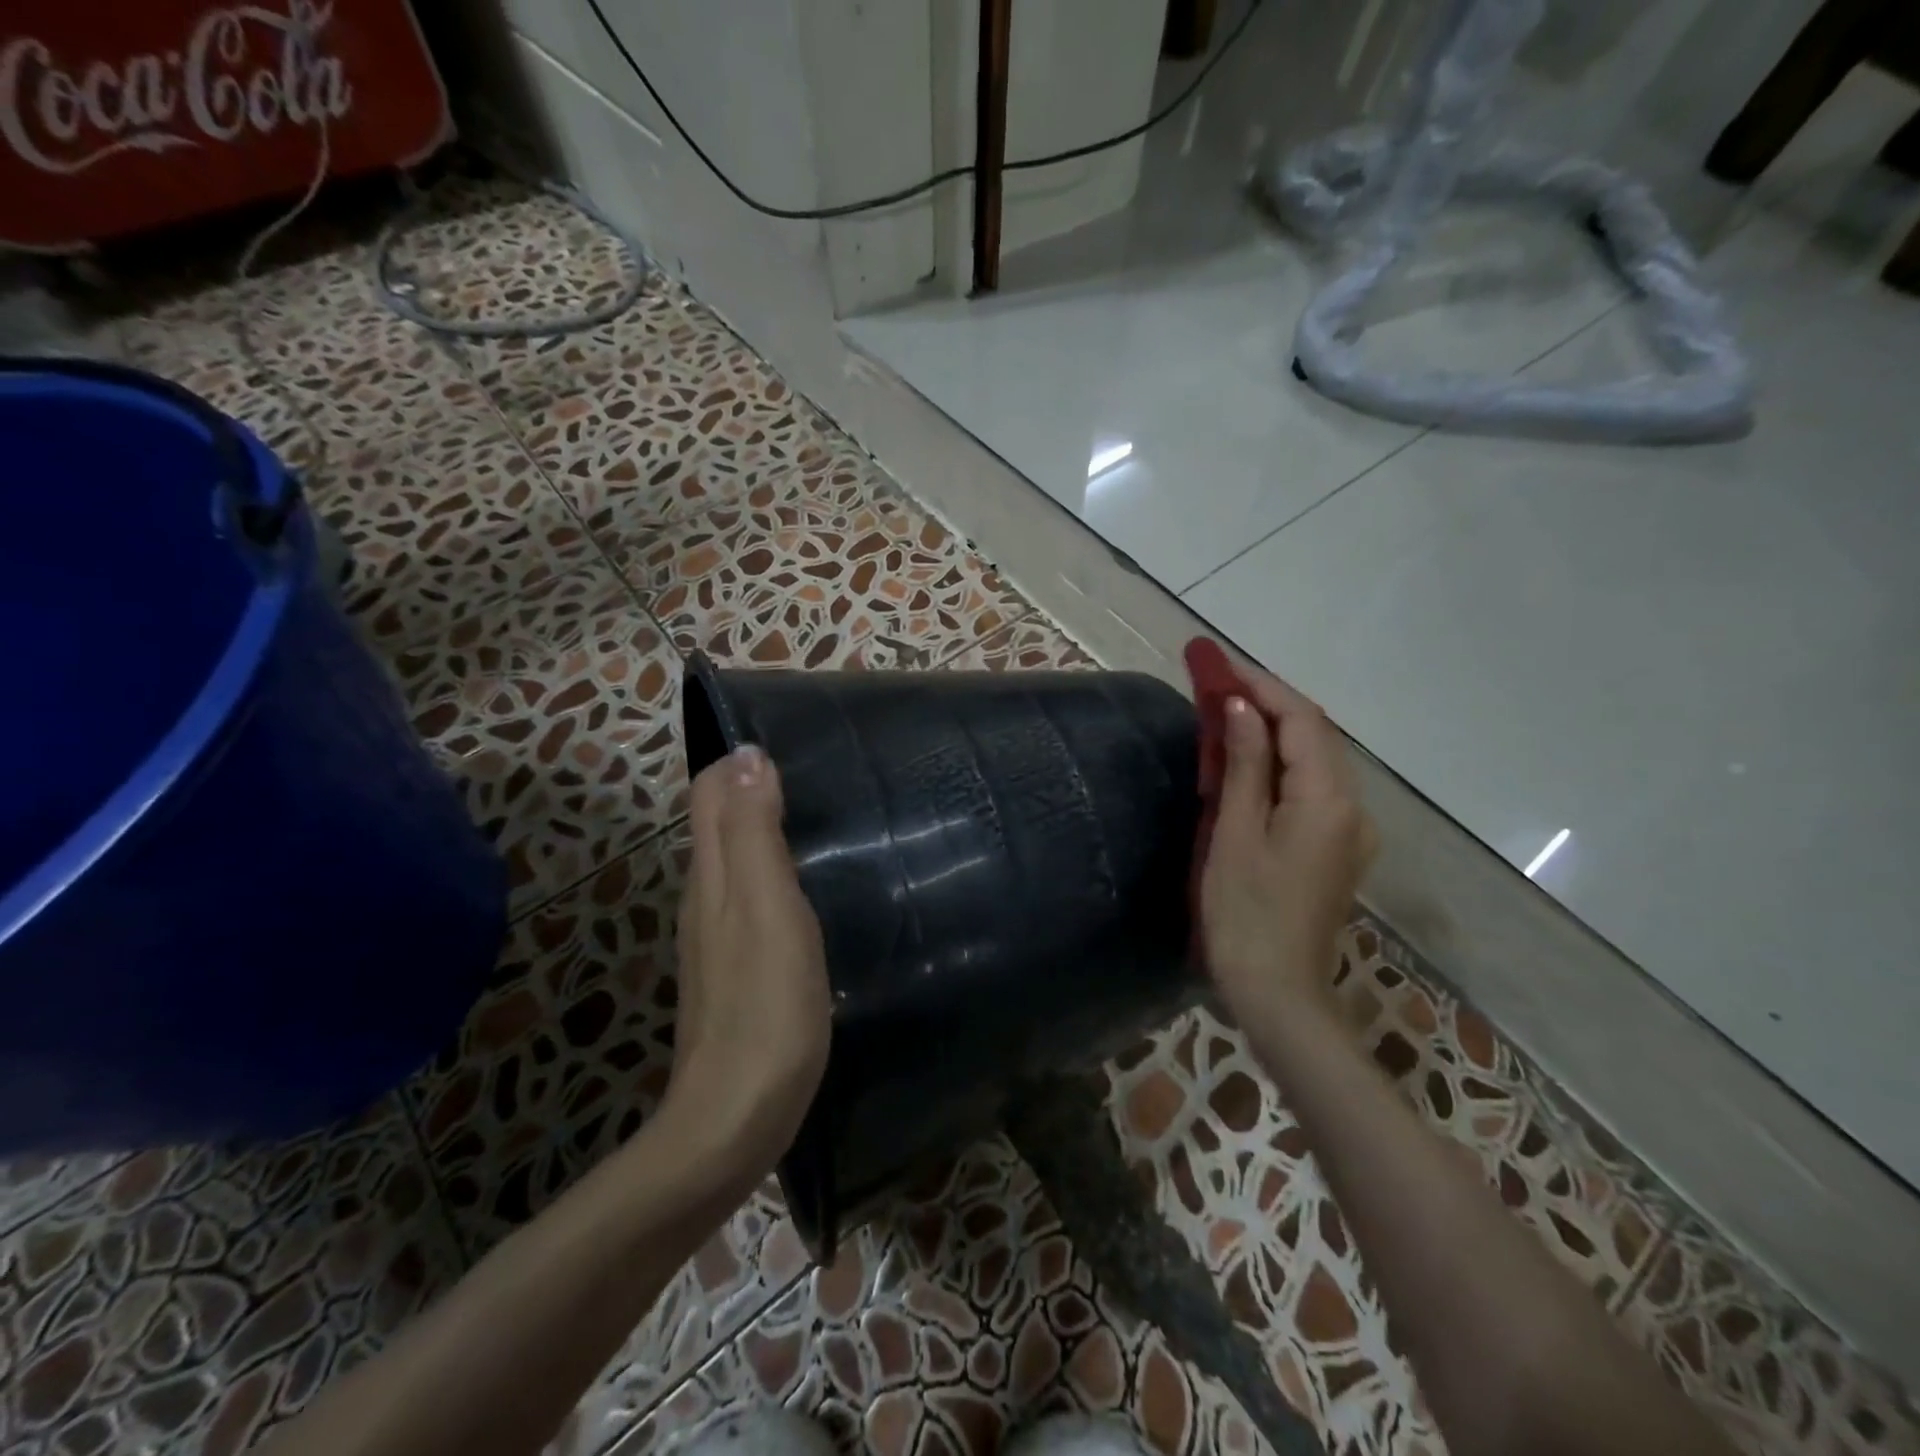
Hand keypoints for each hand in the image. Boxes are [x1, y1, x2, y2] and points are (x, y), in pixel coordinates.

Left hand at [664, 745, 830, 1188]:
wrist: (735, 1120)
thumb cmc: (765, 1005)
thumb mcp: (767, 907)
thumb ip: (753, 832)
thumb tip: (745, 754)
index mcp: (712, 877)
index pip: (709, 795)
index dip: (737, 761)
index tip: (789, 741)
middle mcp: (706, 900)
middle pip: (719, 824)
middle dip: (753, 789)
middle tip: (815, 773)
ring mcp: (718, 941)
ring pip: (735, 864)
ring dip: (764, 832)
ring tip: (820, 821)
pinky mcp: (737, 974)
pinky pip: (750, 902)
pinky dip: (773, 876)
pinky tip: (810, 892)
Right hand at [1199, 666, 1377, 1030]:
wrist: (1278, 993)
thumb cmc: (1245, 913)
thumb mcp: (1235, 833)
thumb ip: (1244, 765)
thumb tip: (1240, 709)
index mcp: (1329, 801)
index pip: (1302, 721)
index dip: (1262, 688)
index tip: (1221, 667)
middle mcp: (1352, 809)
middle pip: (1316, 737)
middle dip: (1269, 705)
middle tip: (1219, 685)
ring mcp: (1350, 832)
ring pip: (1316, 762)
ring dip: (1275, 733)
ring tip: (1228, 715)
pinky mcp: (1336, 850)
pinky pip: (1313, 790)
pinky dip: (1282, 766)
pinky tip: (1251, 764)